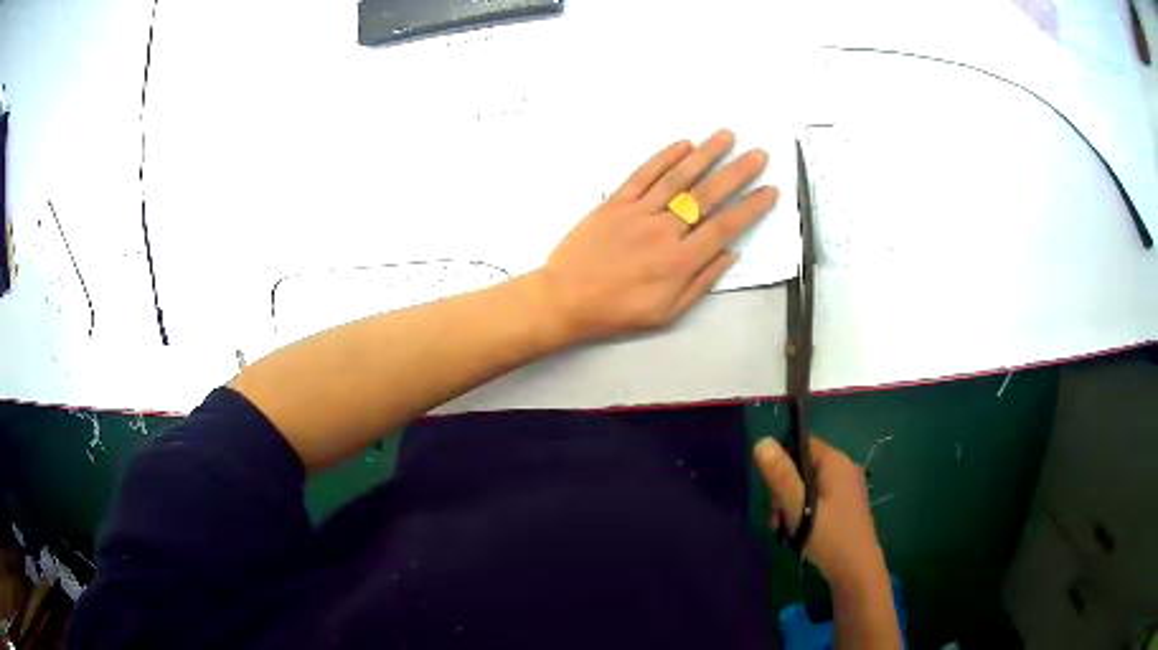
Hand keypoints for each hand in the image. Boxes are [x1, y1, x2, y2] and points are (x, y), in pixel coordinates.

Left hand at [534, 129, 778, 343]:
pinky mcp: (614, 202)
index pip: (725, 227)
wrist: (565, 299)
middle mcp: (664, 231)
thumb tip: (730, 253)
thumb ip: (701, 282)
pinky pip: (642, 175)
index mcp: (680, 262)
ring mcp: (638, 212)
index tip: (770, 190)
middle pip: (707, 195)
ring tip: (727, 136)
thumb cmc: (618, 311)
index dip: (751, 207)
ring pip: (678, 178)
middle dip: (737, 172)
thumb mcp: (666, 311)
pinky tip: (683, 144)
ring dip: (705, 154)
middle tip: (758, 153)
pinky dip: (663, 157)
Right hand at [754, 436, 886, 586]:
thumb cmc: (829, 536)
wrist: (857, 570)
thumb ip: (781, 475)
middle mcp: (844, 469)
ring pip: (809, 485)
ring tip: (785, 529)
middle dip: (784, 489)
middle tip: (777, 517)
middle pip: (803, 466)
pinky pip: (818, 498)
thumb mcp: (799, 507)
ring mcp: (847, 488)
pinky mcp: (846, 506)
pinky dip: (805, 511)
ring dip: (792, 504)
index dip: (782, 462)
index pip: (802, 444)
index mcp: (836, 462)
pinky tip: (798, 532)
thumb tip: (761, 441)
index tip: (771, 490)